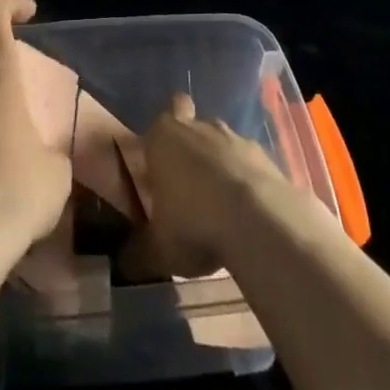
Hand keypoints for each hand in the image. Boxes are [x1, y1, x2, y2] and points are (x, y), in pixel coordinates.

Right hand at [123, 93, 308, 278]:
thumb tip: (124, 263)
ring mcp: (235, 138)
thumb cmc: (195, 224)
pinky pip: (250, 165)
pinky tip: (249, 215)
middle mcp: (198, 128)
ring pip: (222, 143)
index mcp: (163, 138)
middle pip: (191, 126)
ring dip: (221, 166)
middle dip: (189, 149)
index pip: (156, 126)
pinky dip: (248, 182)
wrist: (259, 222)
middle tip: (188, 186)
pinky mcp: (265, 156)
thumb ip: (137, 253)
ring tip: (220, 207)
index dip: (157, 148)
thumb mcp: (157, 250)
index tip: (159, 176)